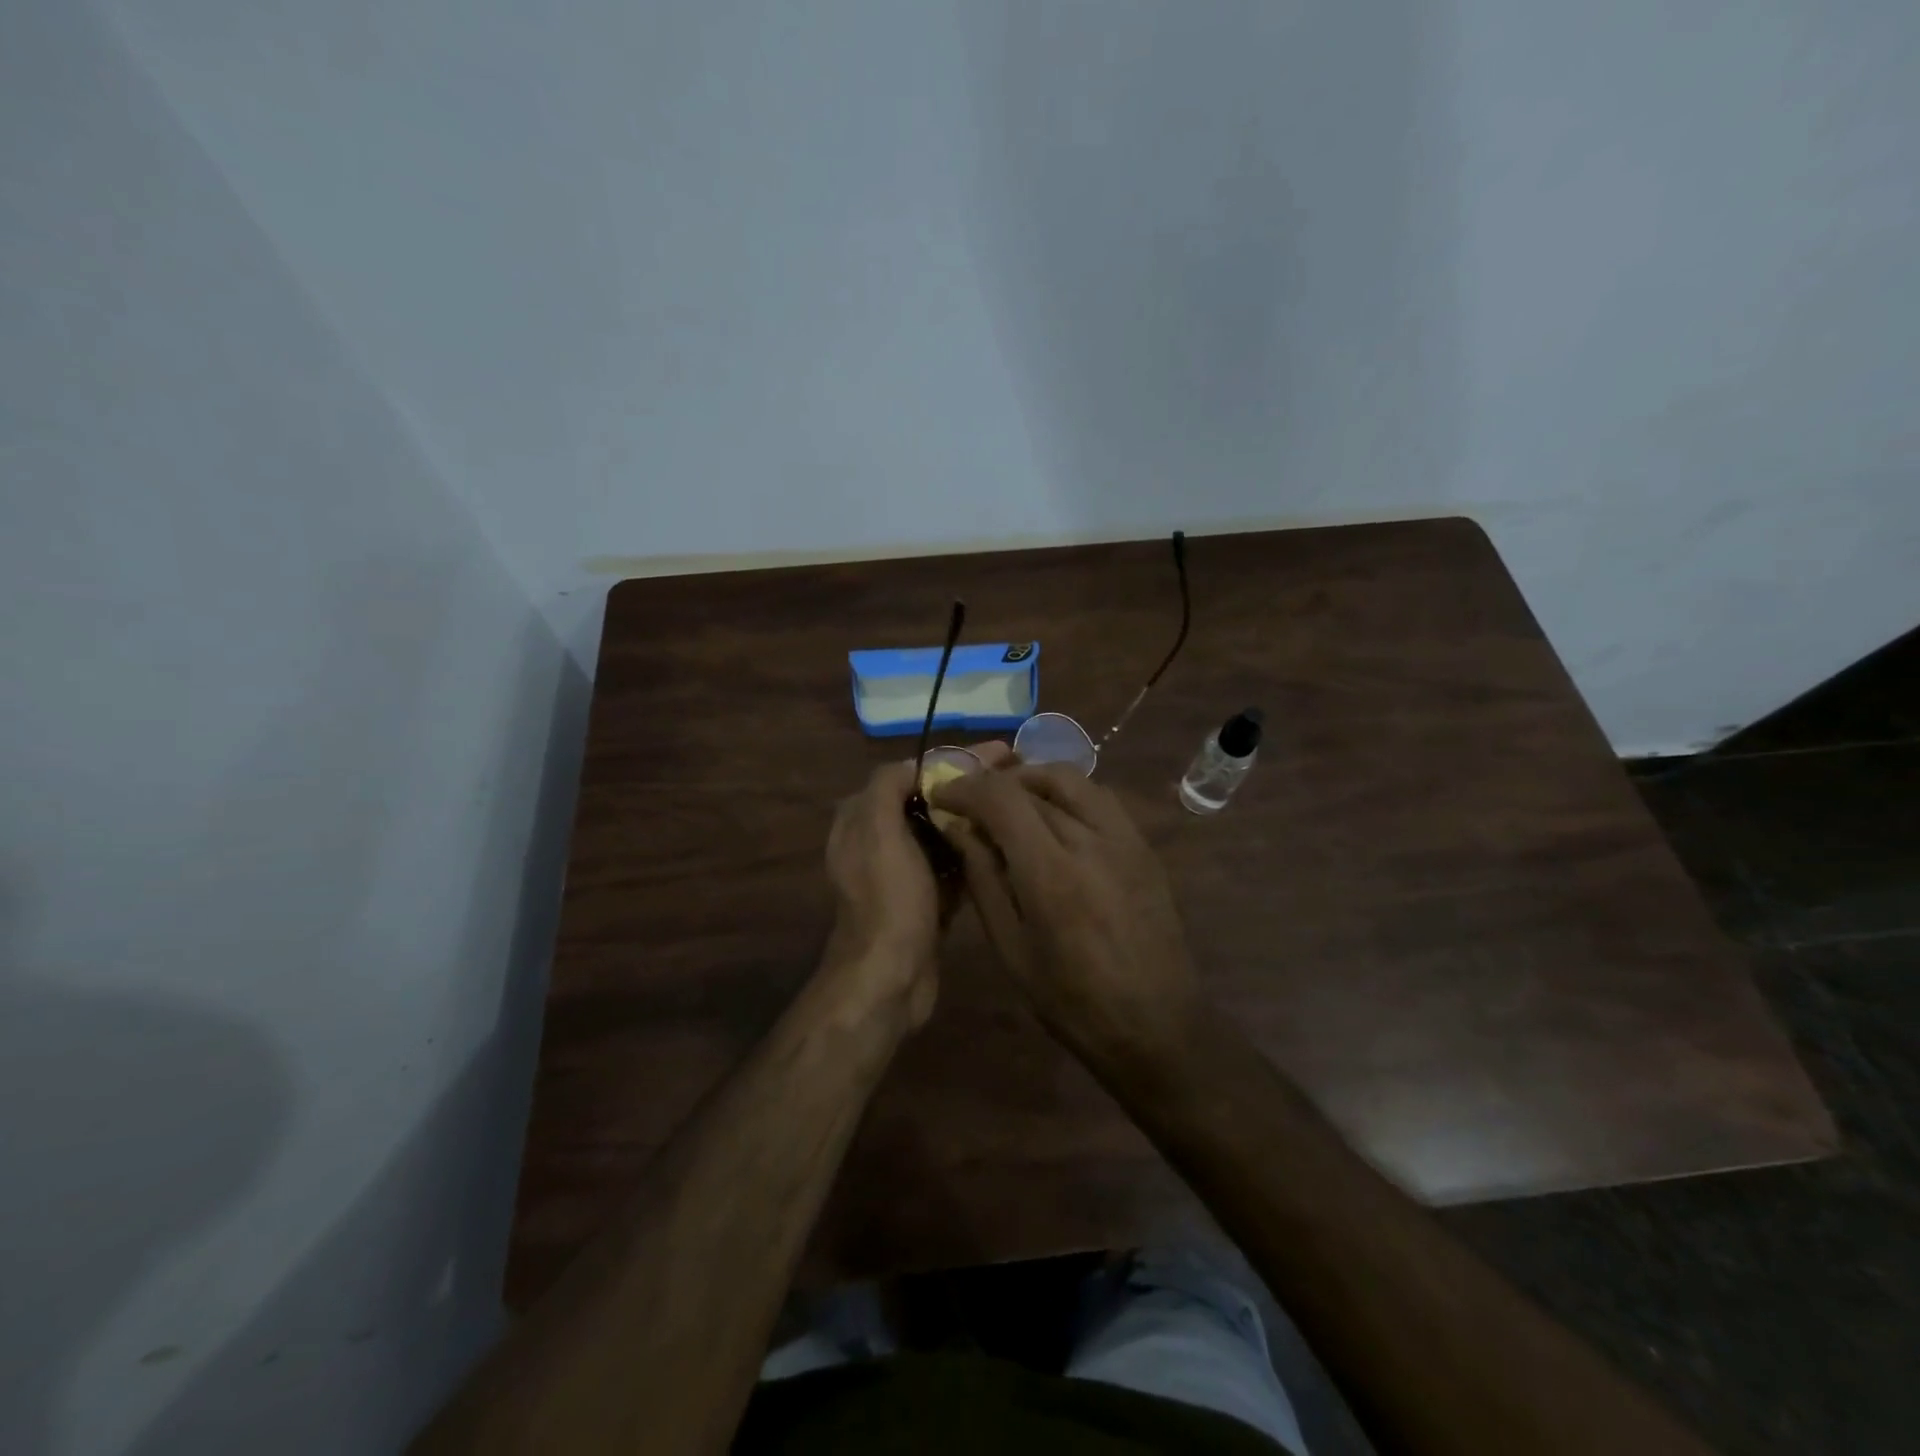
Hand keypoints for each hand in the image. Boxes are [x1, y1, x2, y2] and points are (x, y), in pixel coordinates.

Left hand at [822, 744, 1010, 1028]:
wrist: (890, 977)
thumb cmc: (888, 898)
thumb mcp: (878, 830)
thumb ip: (888, 785)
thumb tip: (916, 766)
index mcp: (862, 819)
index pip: (909, 774)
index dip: (951, 761)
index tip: (996, 752)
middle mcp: (879, 841)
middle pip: (929, 801)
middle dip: (969, 786)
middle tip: (1017, 773)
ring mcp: (904, 873)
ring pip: (944, 833)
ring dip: (976, 817)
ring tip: (1021, 801)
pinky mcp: (927, 900)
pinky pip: (954, 865)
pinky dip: (976, 852)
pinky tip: (1010, 841)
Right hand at [932, 764, 1200, 1070]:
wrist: (1156, 1027)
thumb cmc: (1070, 1001)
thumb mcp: (1011, 948)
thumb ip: (983, 879)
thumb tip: (959, 829)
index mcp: (1051, 873)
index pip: (1001, 798)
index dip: (965, 788)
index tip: (942, 798)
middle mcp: (1091, 841)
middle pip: (1033, 782)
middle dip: (992, 785)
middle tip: (971, 804)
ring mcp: (1125, 839)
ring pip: (1071, 778)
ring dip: (1031, 780)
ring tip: (1009, 804)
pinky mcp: (1144, 846)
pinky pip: (1099, 797)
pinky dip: (1066, 793)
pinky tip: (1052, 819)